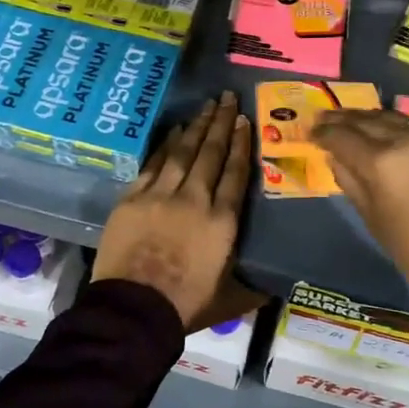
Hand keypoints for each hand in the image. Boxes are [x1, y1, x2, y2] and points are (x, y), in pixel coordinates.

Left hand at [92, 92, 263, 331]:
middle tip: (227, 97)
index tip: (244, 121)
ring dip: (196, 126)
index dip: (241, 144)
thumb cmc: (185, 306)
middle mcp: (195, 199)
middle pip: (211, 153)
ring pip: (183, 152)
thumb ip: (253, 290)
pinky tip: (173, 131)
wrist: (133, 310)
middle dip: (221, 123)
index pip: (236, 173)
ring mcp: (161, 195)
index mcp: (223, 221)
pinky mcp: (132, 198)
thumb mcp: (229, 300)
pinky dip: (164, 146)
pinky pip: (153, 164)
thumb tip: (276, 291)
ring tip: (206, 106)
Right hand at [313, 109, 408, 295]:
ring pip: (395, 117)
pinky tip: (393, 131)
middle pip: (367, 120)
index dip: (323, 133)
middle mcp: (407, 140)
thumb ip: (349, 180)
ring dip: (371, 118)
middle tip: (326, 118)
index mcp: (381, 163)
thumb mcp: (371, 218)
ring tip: (355, 121)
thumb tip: (334, 155)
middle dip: (343, 119)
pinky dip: (402, 127)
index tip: (312, 132)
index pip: (343, 137)